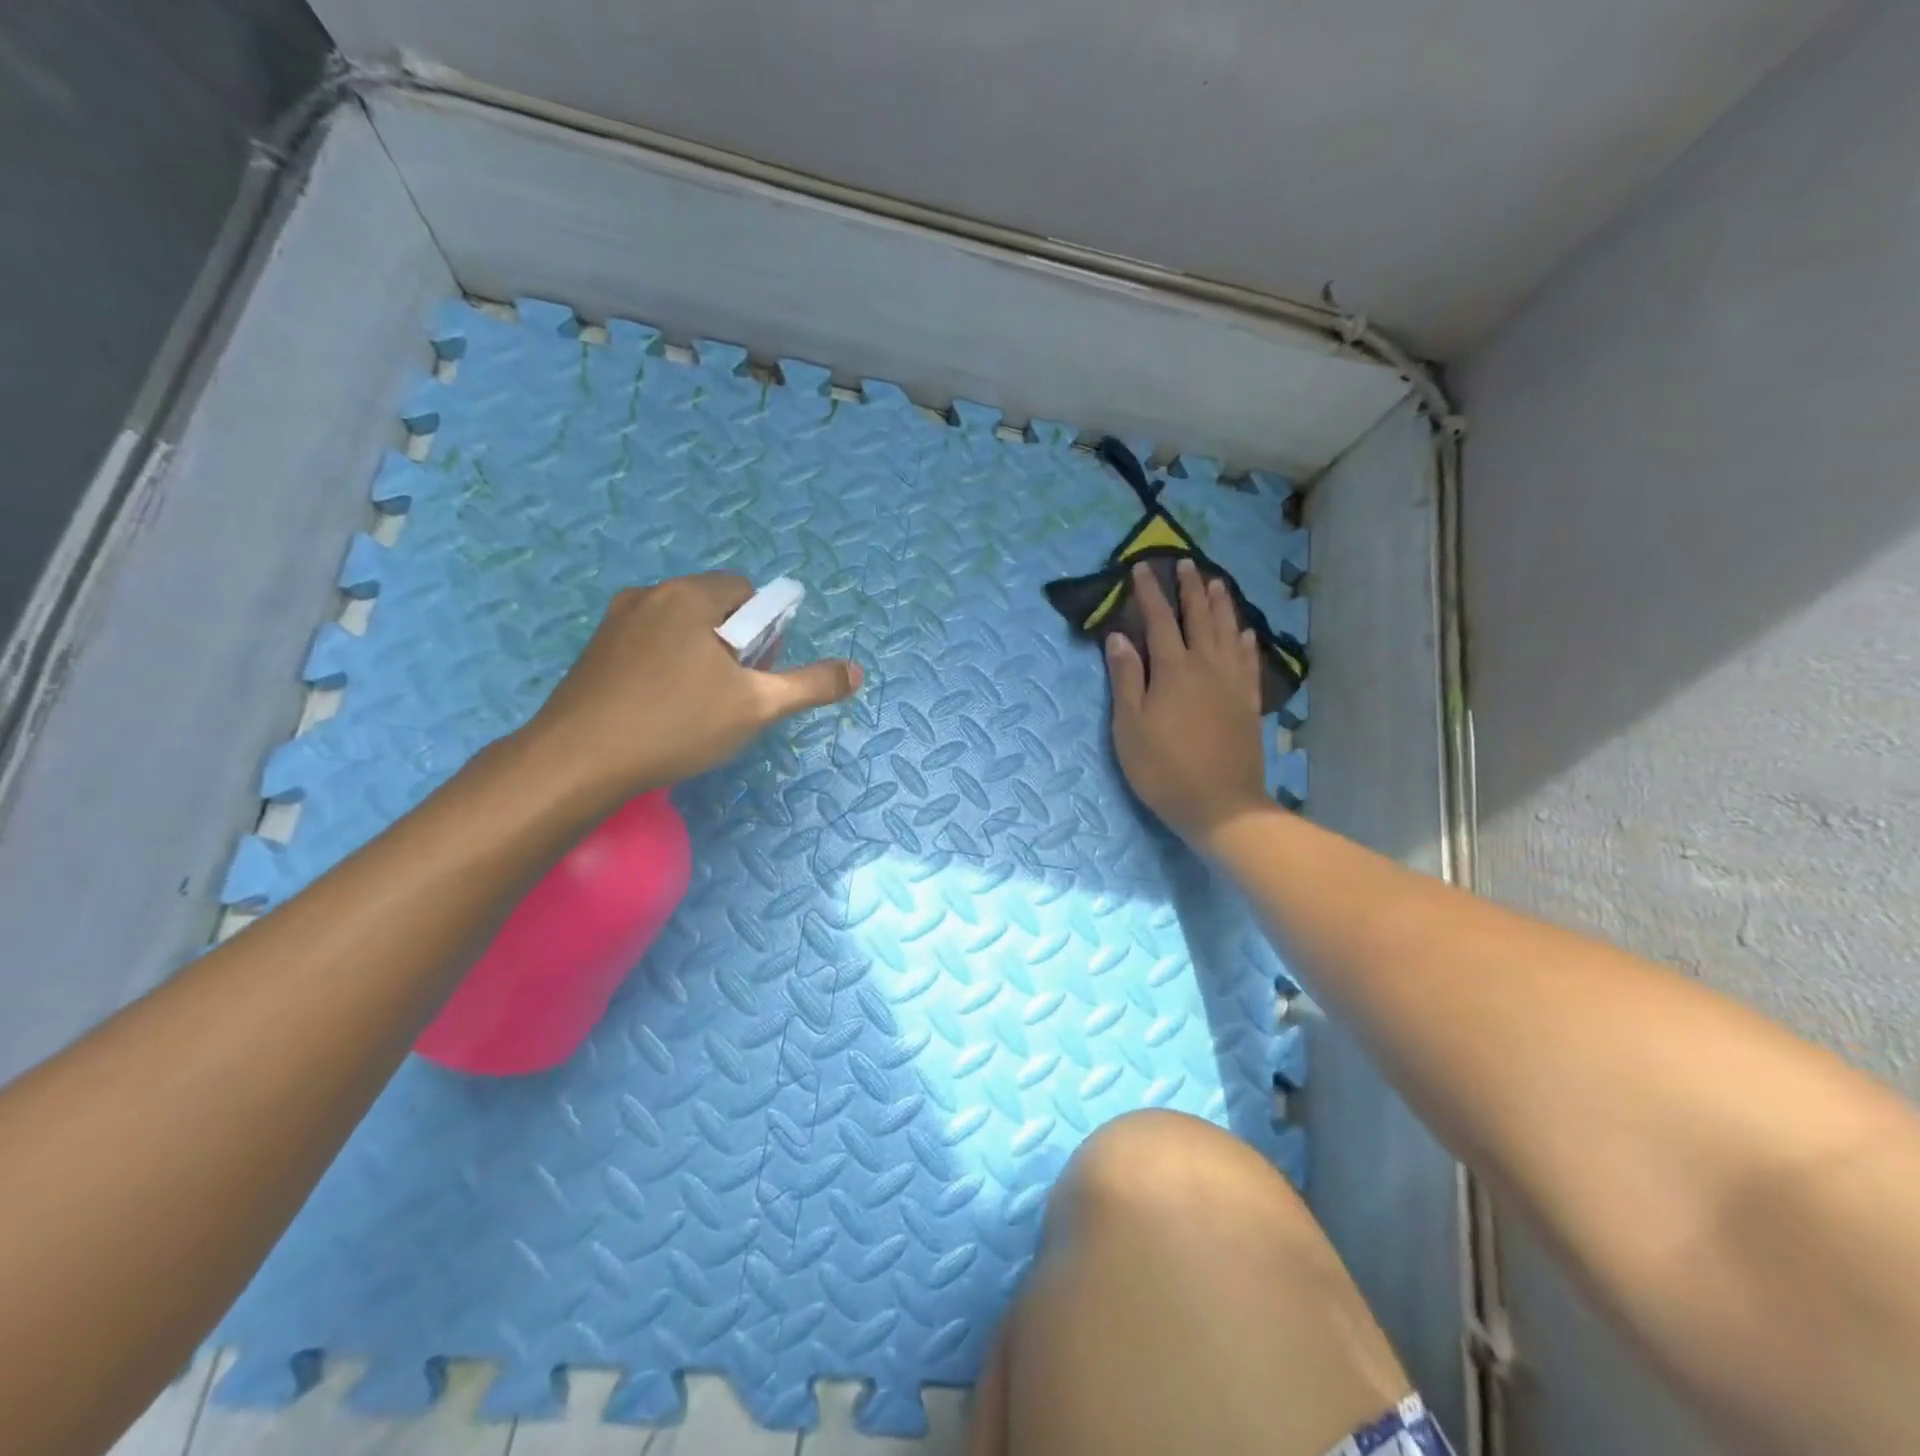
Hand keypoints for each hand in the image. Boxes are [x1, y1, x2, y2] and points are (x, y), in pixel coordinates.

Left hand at [518, 574, 861, 807]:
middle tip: (732, 694)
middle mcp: (650, 595)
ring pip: (679, 629)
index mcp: (689, 596)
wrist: (578, 761)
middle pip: (713, 608)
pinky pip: (648, 646)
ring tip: (697, 708)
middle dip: (732, 645)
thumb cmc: (677, 724)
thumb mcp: (757, 707)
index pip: (746, 591)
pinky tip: (661, 711)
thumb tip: (856, 672)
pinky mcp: (594, 652)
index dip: (764, 630)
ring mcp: (615, 622)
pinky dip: (665, 668)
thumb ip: (810, 685)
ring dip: (699, 657)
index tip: (757, 671)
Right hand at [1105, 559, 1269, 847]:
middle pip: (1199, 618)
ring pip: (1228, 632)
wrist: (1220, 804)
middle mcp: (1206, 666)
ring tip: (1215, 582)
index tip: (1142, 567)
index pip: (1159, 621)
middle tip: (1185, 563)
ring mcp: (1232, 684)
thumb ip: (1125, 678)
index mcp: (1173, 670)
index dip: (1149, 593)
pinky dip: (1245, 641)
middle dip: (1189, 588)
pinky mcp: (1248, 703)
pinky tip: (1244, 632)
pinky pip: (1248, 662)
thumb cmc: (1163, 768)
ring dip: (1220, 605)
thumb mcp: (1130, 726)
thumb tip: (1118, 637)